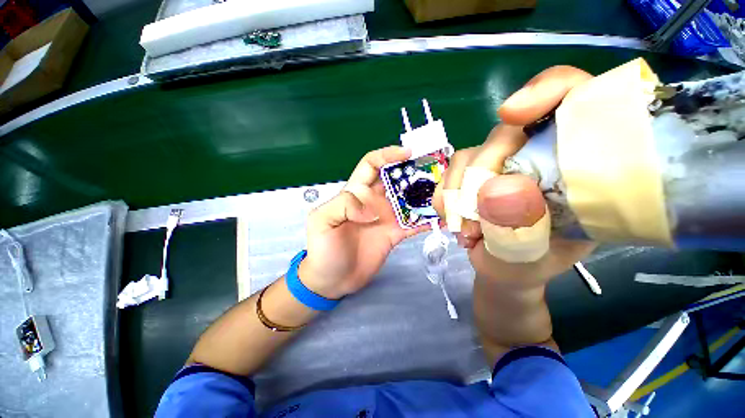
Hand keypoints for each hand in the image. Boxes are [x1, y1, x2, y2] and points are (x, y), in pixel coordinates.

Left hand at [300, 146, 429, 298]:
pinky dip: (427, 220)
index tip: (408, 153)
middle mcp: (374, 201)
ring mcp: (387, 217)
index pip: (372, 165)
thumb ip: (344, 205)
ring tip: (444, 191)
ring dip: (424, 195)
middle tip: (435, 170)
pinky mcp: (395, 234)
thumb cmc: (323, 249)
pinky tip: (441, 218)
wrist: (333, 280)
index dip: (388, 155)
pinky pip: (414, 224)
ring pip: (408, 200)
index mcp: (356, 192)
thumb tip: (374, 208)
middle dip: (413, 171)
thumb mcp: (323, 221)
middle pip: (396, 179)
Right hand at [434, 66, 596, 286]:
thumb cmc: (529, 265)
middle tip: (474, 221)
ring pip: (468, 156)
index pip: (576, 99)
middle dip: (480, 175)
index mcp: (577, 165)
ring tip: (466, 232)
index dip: (546, 92)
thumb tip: (494, 190)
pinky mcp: (472, 174)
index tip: (512, 114)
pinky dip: (444, 198)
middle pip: (504, 133)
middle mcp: (536, 154)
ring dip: (457, 196)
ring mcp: (499, 163)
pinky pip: (448, 173)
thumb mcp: (533, 254)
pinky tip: (453, 220)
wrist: (503, 270)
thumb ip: (519, 227)